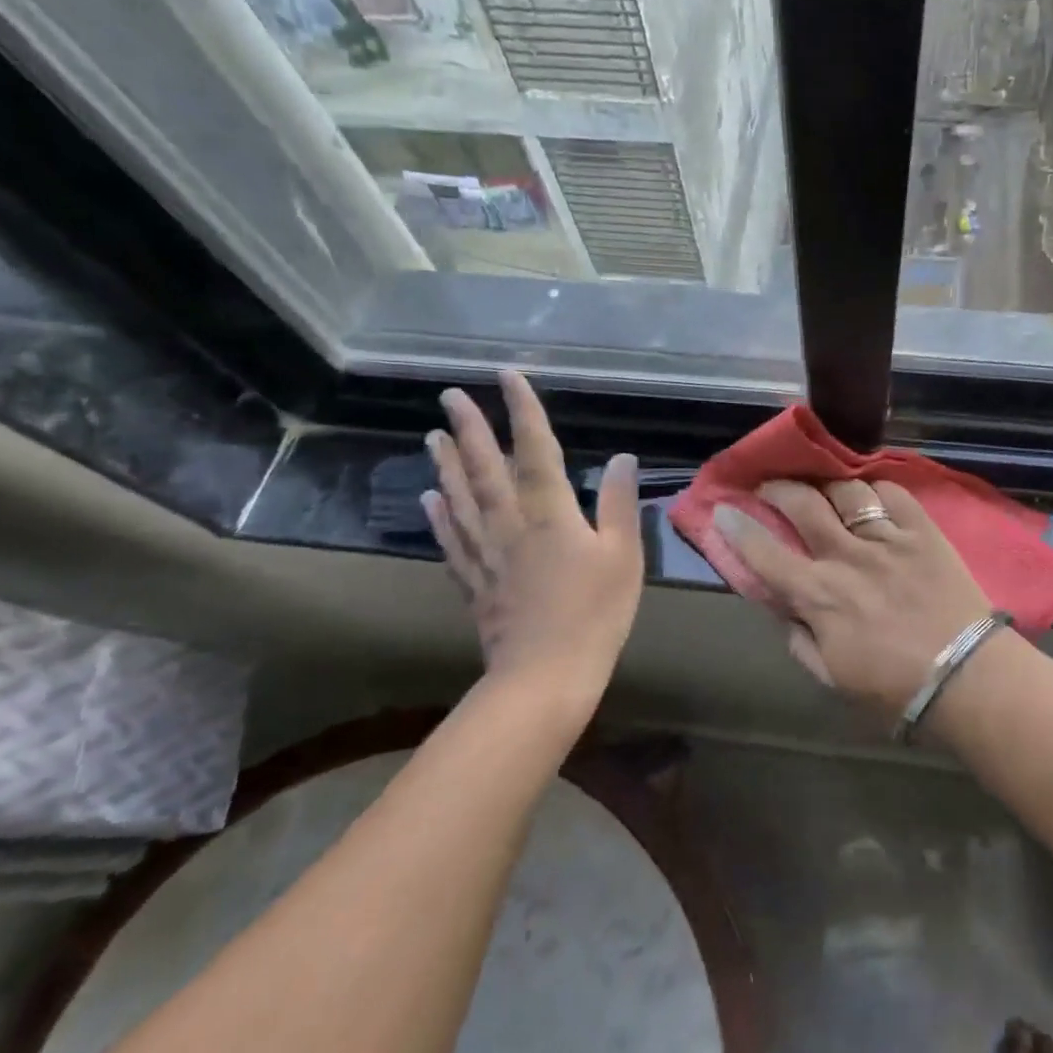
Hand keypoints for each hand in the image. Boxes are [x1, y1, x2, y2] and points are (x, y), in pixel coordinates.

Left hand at [423, 373, 641, 705]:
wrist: (545, 676)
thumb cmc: (594, 612)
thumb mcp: (623, 555)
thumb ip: (619, 503)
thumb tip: (622, 457)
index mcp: (549, 512)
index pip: (534, 448)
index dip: (522, 410)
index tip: (508, 376)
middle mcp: (509, 522)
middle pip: (485, 466)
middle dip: (469, 427)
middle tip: (451, 396)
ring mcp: (486, 553)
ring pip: (460, 498)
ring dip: (446, 464)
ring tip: (432, 436)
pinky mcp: (474, 582)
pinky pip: (451, 540)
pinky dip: (439, 517)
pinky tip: (430, 501)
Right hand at [712, 479, 990, 715]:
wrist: (967, 679)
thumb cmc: (895, 688)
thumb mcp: (833, 677)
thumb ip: (801, 640)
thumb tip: (784, 609)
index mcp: (819, 595)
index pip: (765, 553)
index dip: (738, 528)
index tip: (723, 509)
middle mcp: (847, 556)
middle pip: (803, 503)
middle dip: (778, 487)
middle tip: (771, 486)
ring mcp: (887, 538)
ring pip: (846, 491)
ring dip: (826, 484)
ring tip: (823, 487)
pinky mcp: (922, 530)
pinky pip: (893, 493)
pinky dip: (876, 489)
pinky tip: (871, 495)